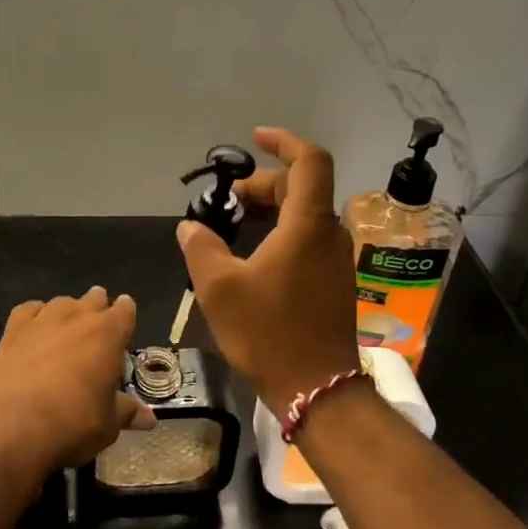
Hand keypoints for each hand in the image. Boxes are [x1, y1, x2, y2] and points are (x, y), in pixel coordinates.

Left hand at [0, 288, 154, 470]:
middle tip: (96, 329)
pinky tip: (35, 329)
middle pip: (94, 299)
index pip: (125, 310)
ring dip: (68, 313)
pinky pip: (30, 310)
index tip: (124, 322)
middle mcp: (78, 316)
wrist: (15, 425)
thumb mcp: (108, 424)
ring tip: (66, 331)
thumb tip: (149, 419)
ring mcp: (44, 318)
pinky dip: (36, 316)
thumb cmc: (74, 423)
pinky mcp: (14, 328)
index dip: (126, 314)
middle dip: (98, 309)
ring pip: (62, 302)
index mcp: (108, 333)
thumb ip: (127, 412)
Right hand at [177, 127, 360, 418]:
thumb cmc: (269, 333)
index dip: (284, 142)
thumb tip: (191, 226)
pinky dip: (280, 232)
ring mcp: (336, 261)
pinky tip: (252, 256)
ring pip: (304, 215)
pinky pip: (308, 239)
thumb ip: (201, 248)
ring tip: (233, 227)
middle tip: (226, 202)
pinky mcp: (334, 283)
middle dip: (262, 185)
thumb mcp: (220, 289)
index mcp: (308, 226)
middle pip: (301, 188)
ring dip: (270, 210)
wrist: (317, 390)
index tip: (255, 138)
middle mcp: (330, 235)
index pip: (309, 161)